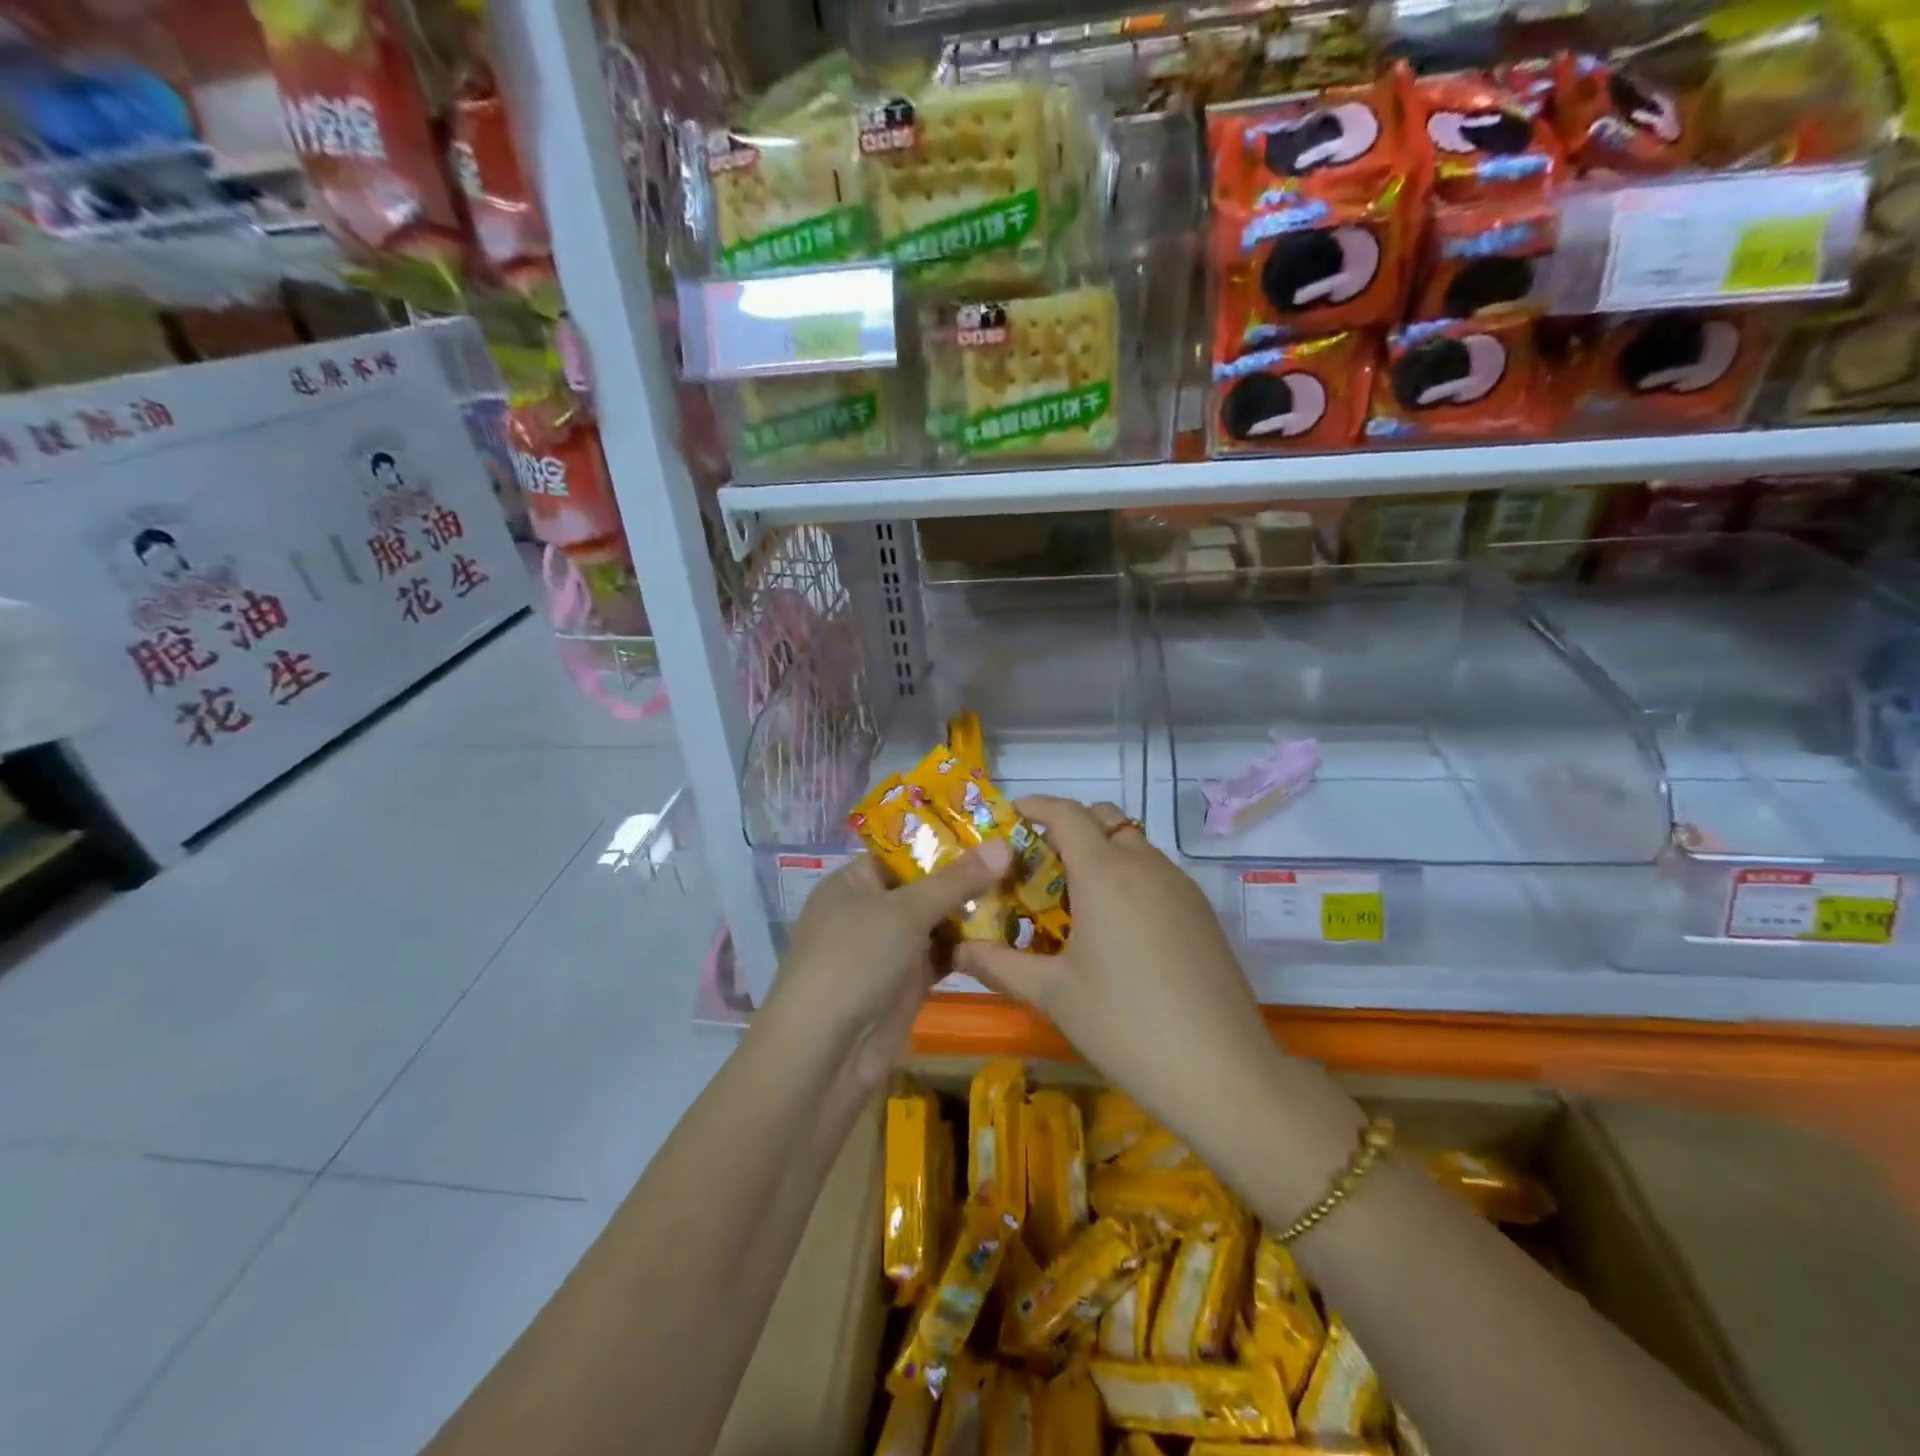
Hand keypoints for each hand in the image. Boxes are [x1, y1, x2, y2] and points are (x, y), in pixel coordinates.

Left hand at [762, 839, 1012, 1087]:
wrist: (824, 1054)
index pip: (902, 852)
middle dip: (966, 878)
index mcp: (853, 883)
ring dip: (971, 913)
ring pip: (935, 924)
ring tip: (1023, 890)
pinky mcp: (904, 986)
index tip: (992, 830)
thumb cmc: (854, 960)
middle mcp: (868, 912)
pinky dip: (967, 949)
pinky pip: (940, 957)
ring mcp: (887, 952)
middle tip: (1020, 859)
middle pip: (923, 887)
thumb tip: (1004, 844)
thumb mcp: (906, 911)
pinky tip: (1006, 934)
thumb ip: (956, 880)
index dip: (944, 841)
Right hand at [954, 798, 1283, 1140]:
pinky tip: (1116, 927)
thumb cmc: (1125, 1025)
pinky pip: (1156, 872)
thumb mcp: (1053, 994)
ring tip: (1072, 899)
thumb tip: (955, 951)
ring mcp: (1180, 886)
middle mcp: (1145, 865)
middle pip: (1103, 819)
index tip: (1010, 816)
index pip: (1067, 813)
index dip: (1035, 806)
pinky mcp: (1201, 912)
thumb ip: (999, 965)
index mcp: (1105, 873)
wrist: (1223, 1071)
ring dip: (1100, 852)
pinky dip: (1128, 876)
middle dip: (1068, 827)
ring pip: (1133, 844)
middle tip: (1037, 864)